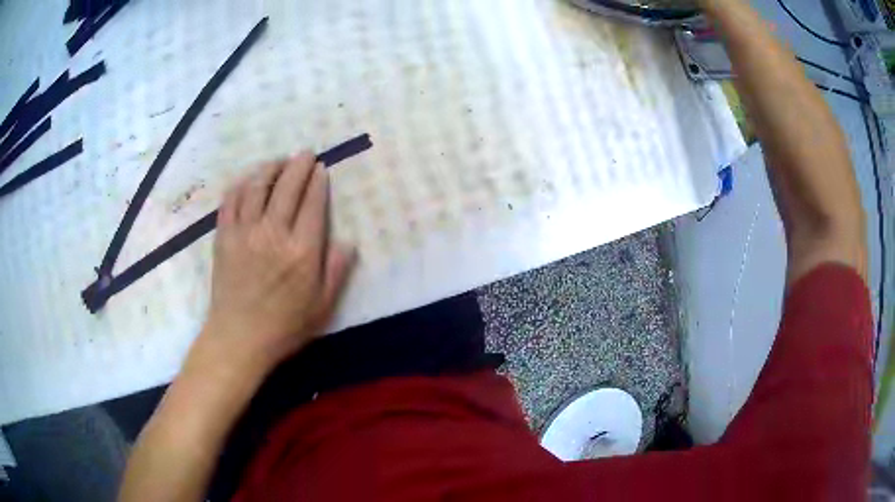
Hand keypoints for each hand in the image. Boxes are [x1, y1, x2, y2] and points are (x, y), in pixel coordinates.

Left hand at [189, 151, 355, 380]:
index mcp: (302, 251)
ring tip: (277, 161)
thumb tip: (348, 242)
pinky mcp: (224, 237)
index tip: (321, 168)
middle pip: (287, 187)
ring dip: (269, 168)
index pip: (313, 203)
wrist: (239, 338)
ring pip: (257, 186)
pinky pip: (230, 201)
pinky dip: (240, 185)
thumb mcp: (322, 306)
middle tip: (304, 153)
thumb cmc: (284, 326)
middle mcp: (274, 233)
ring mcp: (245, 232)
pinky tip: (247, 179)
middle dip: (298, 165)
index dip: (318, 182)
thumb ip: (337, 271)